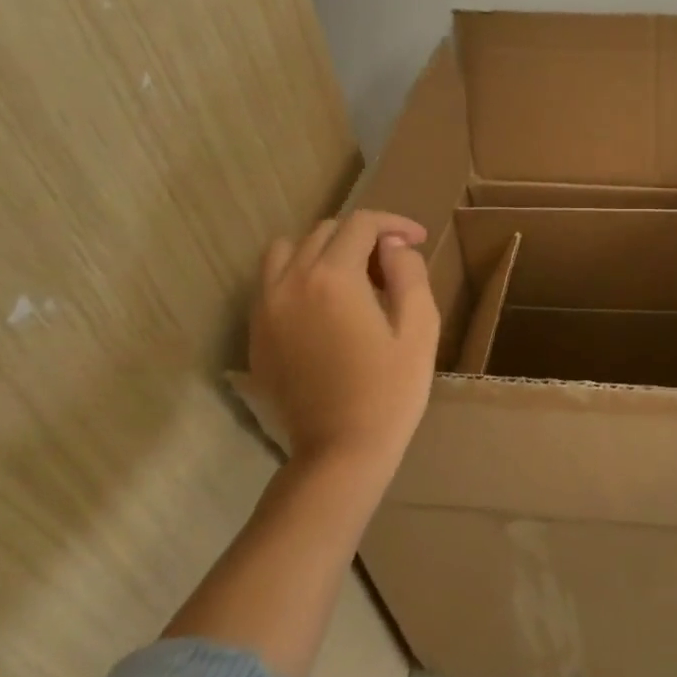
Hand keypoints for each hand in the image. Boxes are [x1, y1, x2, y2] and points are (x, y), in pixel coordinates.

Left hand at [249, 210, 439, 471]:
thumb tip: (393, 246)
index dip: (395, 223)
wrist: (339, 452)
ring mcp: (266, 309)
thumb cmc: (390, 391)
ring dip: (322, 250)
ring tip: (350, 276)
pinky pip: (271, 282)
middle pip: (325, 231)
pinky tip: (324, 304)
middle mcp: (291, 282)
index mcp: (334, 278)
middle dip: (362, 236)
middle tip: (391, 264)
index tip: (418, 239)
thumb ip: (408, 273)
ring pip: (288, 250)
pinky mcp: (256, 334)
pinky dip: (298, 275)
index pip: (361, 224)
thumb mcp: (419, 328)